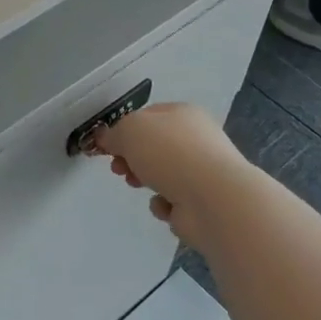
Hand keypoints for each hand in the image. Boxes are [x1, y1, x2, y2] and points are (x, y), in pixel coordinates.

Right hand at [92, 103, 247, 248]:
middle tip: (118, 169)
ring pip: (161, 174)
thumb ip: (113, 133)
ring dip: (144, 181)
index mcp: (182, 114)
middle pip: (152, 147)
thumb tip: (107, 139)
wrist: (213, 200)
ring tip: (138, 185)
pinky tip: (167, 205)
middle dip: (131, 158)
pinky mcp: (203, 201)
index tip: (106, 147)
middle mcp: (196, 139)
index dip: (123, 130)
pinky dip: (163, 204)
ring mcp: (202, 171)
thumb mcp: (130, 130)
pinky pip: (172, 200)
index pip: (146, 117)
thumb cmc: (170, 153)